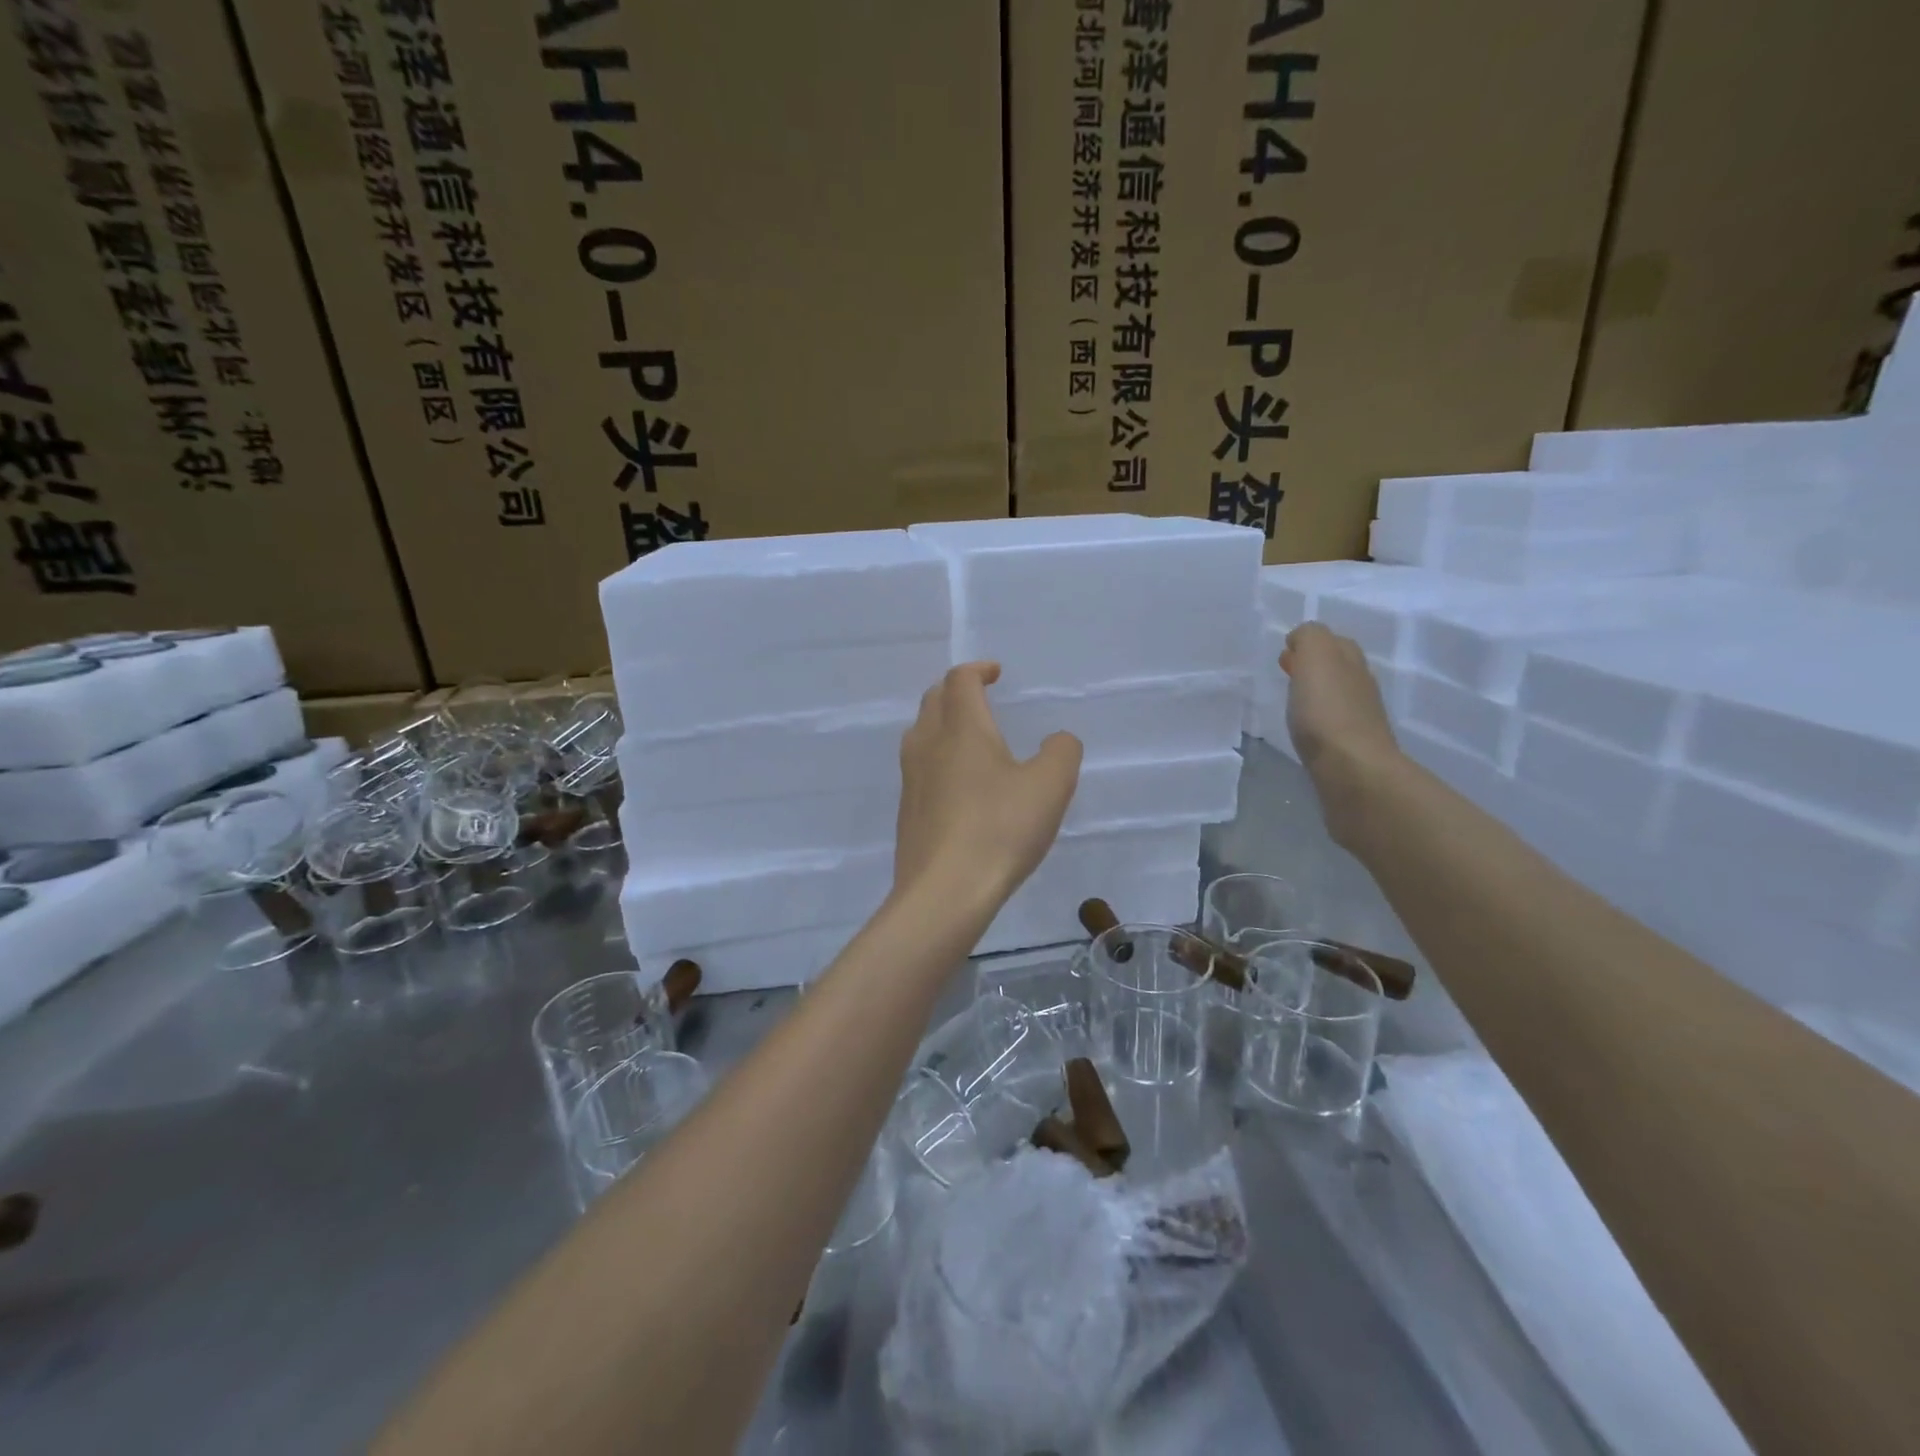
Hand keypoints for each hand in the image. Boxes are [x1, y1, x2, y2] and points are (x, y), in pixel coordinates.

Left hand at [895, 663, 1082, 904]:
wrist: (943, 892)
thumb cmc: (999, 829)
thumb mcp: (1050, 787)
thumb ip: (1061, 753)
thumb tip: (1058, 740)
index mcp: (960, 728)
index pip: (960, 680)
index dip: (978, 670)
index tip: (996, 673)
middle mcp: (927, 745)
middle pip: (933, 700)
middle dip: (957, 691)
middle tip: (981, 699)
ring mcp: (911, 779)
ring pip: (920, 734)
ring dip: (943, 724)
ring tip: (970, 739)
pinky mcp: (907, 811)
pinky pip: (920, 768)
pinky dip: (938, 759)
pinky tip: (960, 786)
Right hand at [1280, 623, 1400, 842]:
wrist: (1351, 771)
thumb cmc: (1327, 712)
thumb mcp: (1316, 658)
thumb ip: (1310, 638)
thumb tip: (1302, 640)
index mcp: (1351, 662)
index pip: (1333, 641)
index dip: (1309, 643)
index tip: (1285, 653)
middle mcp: (1361, 686)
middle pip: (1340, 667)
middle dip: (1315, 666)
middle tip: (1286, 672)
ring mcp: (1360, 720)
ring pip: (1338, 695)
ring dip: (1317, 693)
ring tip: (1292, 701)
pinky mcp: (1351, 749)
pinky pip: (1333, 724)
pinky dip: (1319, 720)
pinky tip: (1305, 729)